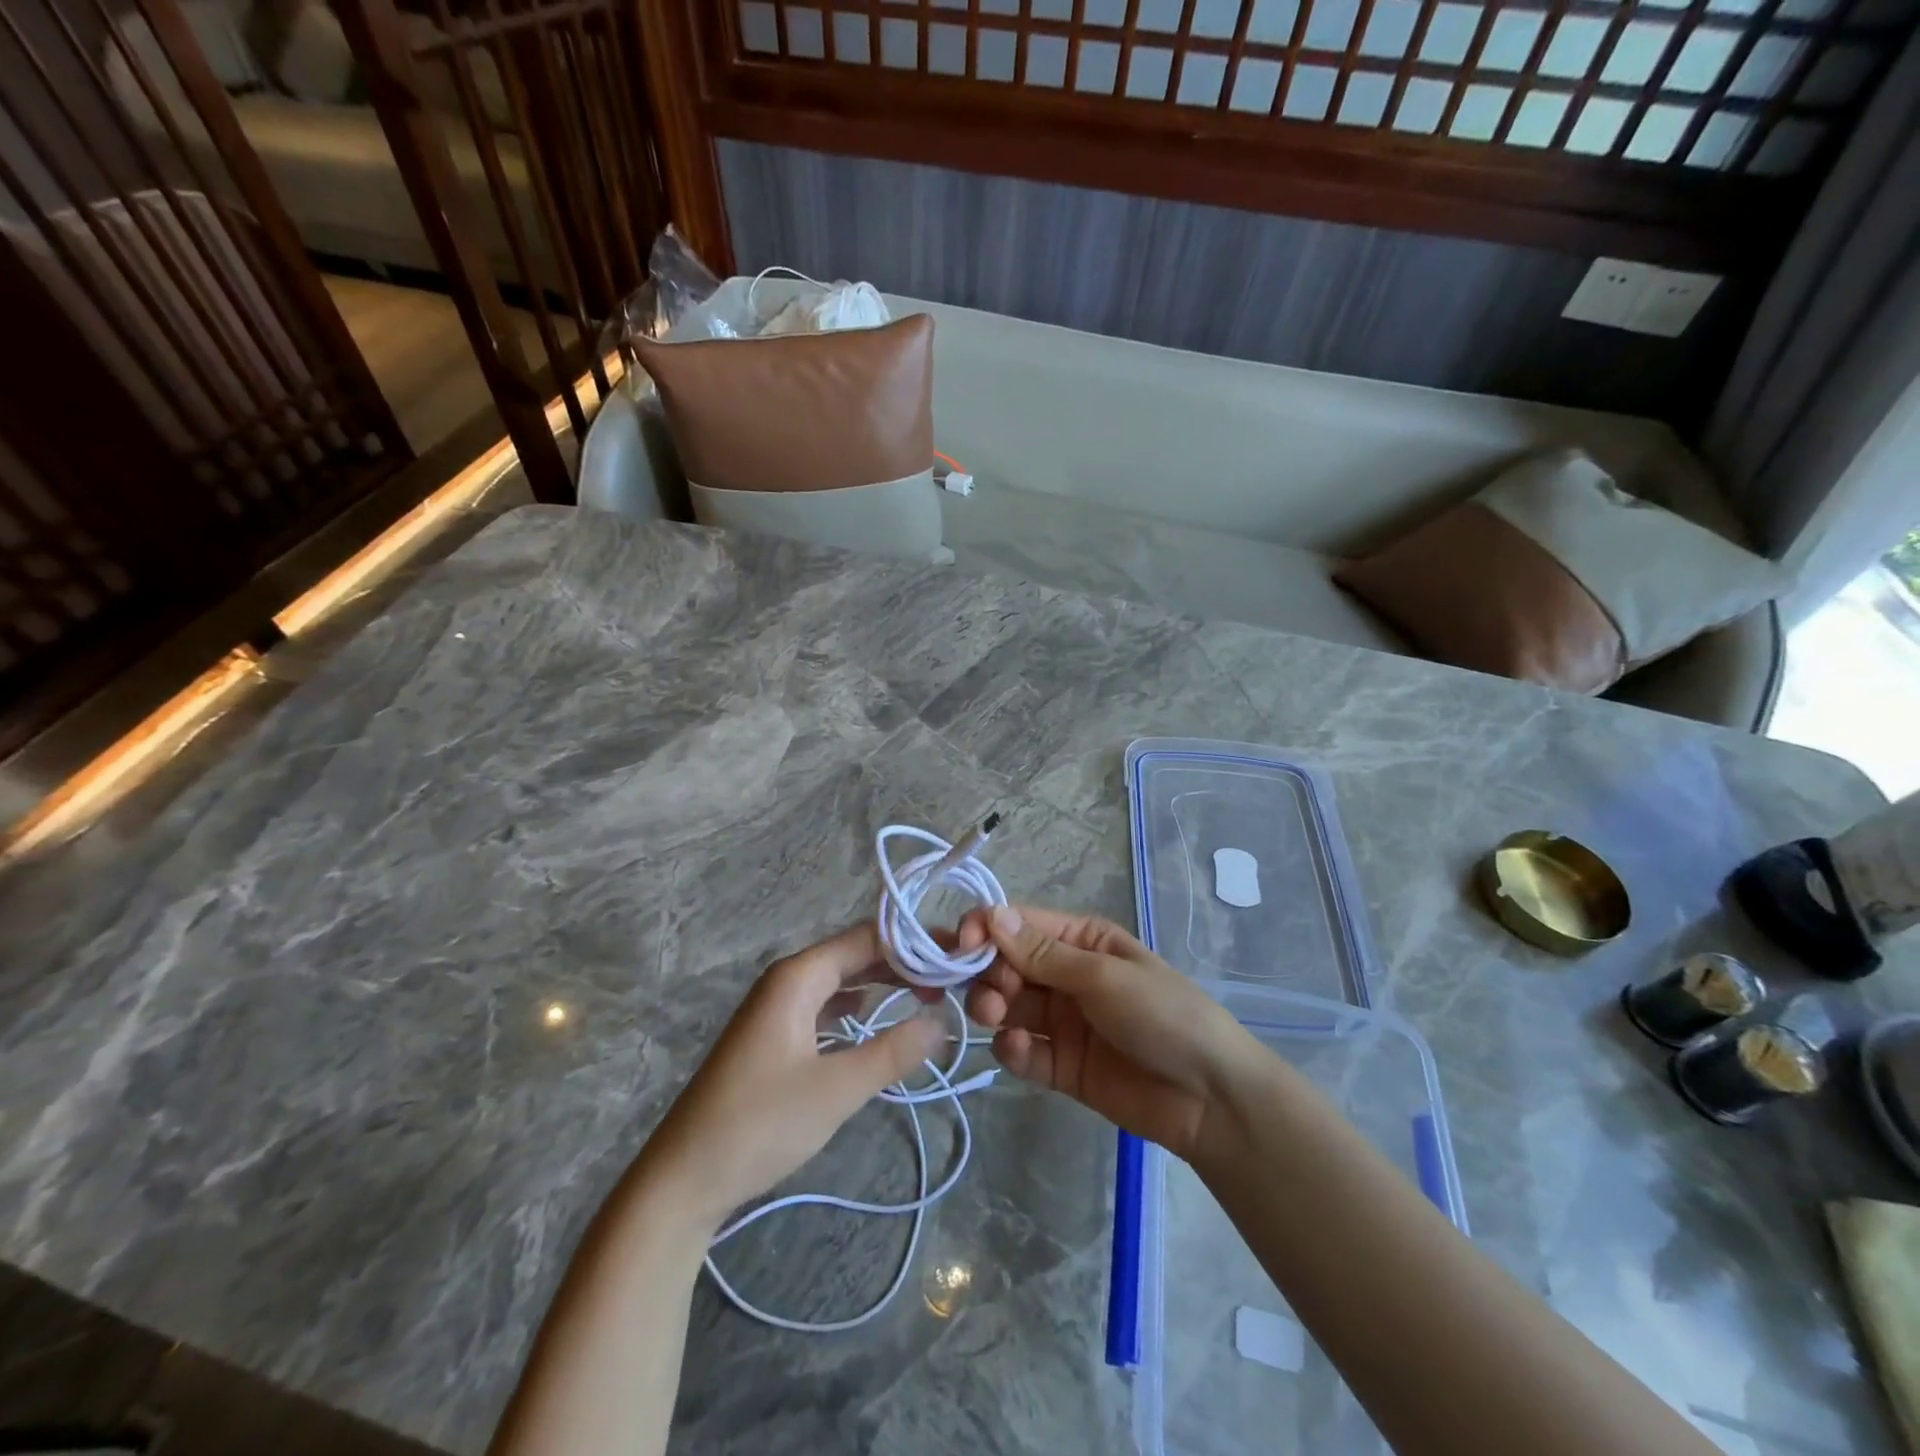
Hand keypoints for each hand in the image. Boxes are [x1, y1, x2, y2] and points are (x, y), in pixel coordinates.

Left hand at [638, 922, 944, 1232]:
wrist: (683, 1178)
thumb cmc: (759, 1124)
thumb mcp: (836, 1089)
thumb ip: (892, 1051)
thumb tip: (943, 1021)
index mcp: (798, 977)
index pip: (867, 938)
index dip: (914, 942)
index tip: (958, 954)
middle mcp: (788, 981)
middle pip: (855, 954)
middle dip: (903, 962)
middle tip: (953, 977)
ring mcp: (779, 1009)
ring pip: (842, 980)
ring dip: (883, 984)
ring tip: (929, 994)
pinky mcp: (776, 1036)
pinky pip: (827, 1005)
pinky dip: (859, 1007)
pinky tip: (881, 1019)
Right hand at [960, 904, 1261, 1160]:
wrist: (1209, 1098)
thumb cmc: (1162, 1015)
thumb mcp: (1103, 976)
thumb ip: (1043, 954)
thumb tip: (992, 915)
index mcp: (1081, 940)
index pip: (1019, 925)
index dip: (986, 929)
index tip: (960, 946)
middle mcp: (1065, 975)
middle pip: (1006, 965)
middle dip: (987, 974)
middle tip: (988, 994)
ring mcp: (1062, 1021)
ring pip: (1007, 1006)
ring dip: (992, 1007)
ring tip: (996, 1018)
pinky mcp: (1060, 1066)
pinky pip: (1022, 1050)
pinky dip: (1011, 1049)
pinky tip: (1019, 1051)